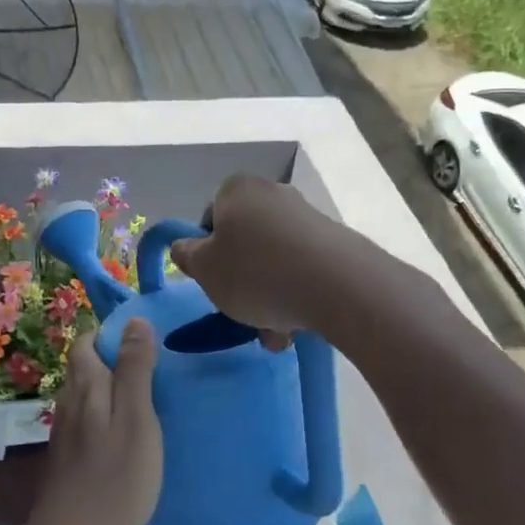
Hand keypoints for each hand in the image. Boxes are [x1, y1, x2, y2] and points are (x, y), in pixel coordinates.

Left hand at [31, 320, 162, 524]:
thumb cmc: (114, 477)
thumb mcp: (136, 418)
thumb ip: (135, 370)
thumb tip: (135, 321)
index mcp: (85, 386)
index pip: (86, 341)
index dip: (110, 334)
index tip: (144, 342)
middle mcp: (68, 402)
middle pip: (84, 366)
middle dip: (112, 359)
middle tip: (152, 370)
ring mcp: (64, 431)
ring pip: (85, 393)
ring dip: (110, 387)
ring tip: (145, 398)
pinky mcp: (67, 456)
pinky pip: (86, 419)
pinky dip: (106, 414)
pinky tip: (127, 434)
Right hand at [169, 175, 332, 341]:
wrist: (339, 285)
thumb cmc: (256, 273)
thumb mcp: (205, 270)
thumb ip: (187, 256)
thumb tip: (185, 247)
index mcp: (236, 190)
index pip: (209, 219)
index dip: (207, 254)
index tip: (214, 283)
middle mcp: (272, 193)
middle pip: (245, 242)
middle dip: (242, 281)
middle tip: (242, 314)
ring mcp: (307, 215)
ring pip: (274, 260)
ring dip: (269, 295)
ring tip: (274, 334)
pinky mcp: (335, 240)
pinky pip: (303, 268)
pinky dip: (296, 293)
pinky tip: (298, 325)